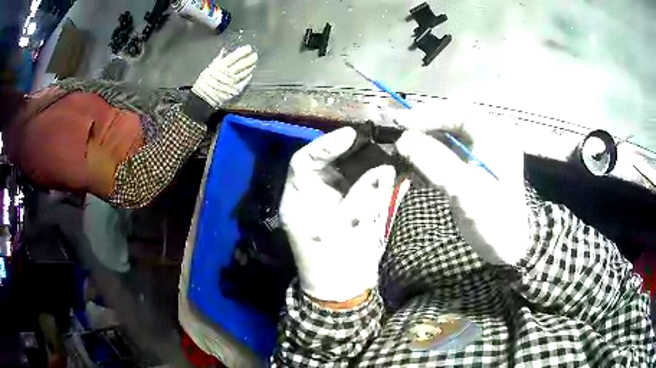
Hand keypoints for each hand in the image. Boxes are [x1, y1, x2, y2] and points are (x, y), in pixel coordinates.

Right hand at [192, 45, 257, 107]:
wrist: (202, 99)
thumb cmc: (204, 83)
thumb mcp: (209, 68)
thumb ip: (218, 59)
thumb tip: (225, 50)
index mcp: (220, 67)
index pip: (234, 57)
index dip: (242, 52)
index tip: (249, 48)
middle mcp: (227, 74)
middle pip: (241, 64)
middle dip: (250, 59)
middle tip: (255, 55)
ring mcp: (232, 83)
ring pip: (244, 72)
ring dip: (250, 67)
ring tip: (253, 63)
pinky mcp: (234, 90)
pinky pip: (244, 82)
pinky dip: (248, 77)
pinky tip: (250, 73)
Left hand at [280, 127, 395, 302]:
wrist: (341, 291)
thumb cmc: (338, 264)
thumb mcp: (352, 228)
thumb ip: (368, 194)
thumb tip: (386, 168)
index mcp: (298, 201)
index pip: (303, 162)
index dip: (325, 145)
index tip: (351, 136)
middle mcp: (307, 196)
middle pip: (321, 163)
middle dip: (344, 150)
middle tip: (371, 138)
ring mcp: (323, 202)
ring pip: (337, 171)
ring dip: (358, 160)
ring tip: (380, 148)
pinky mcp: (338, 207)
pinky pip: (350, 185)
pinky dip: (366, 176)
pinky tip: (383, 168)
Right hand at [392, 105, 529, 264]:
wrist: (506, 247)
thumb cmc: (492, 219)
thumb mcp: (465, 191)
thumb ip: (435, 162)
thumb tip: (402, 139)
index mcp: (495, 134)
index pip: (457, 112)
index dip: (426, 115)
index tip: (399, 124)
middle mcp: (490, 136)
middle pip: (450, 122)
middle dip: (423, 130)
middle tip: (398, 139)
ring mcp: (482, 151)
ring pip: (447, 138)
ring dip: (424, 146)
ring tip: (403, 156)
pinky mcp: (474, 166)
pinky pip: (449, 154)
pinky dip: (431, 160)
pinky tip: (416, 171)